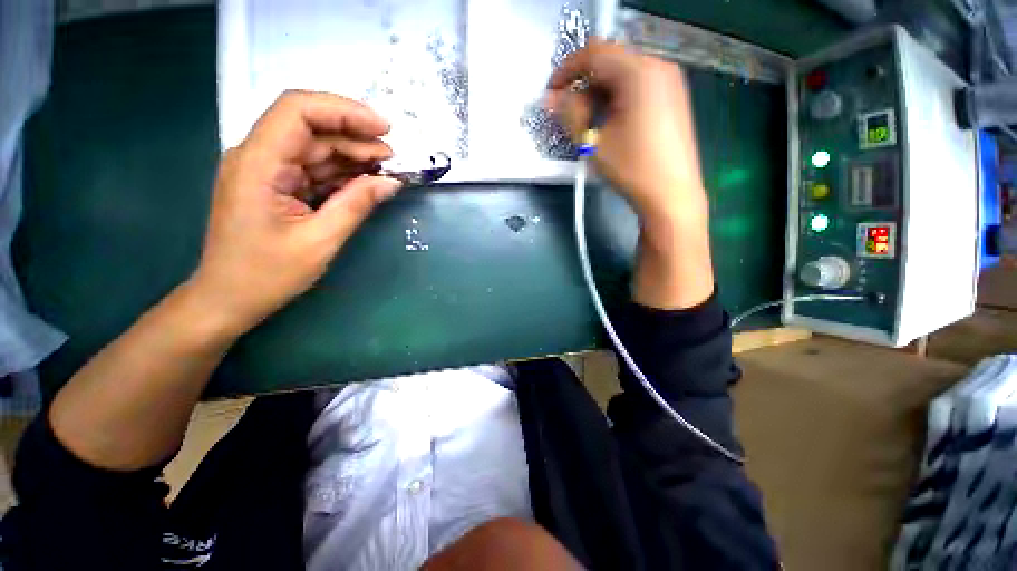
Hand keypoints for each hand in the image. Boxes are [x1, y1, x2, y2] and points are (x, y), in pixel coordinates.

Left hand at [189, 91, 401, 336]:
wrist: (228, 299)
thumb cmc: (266, 274)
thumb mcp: (320, 240)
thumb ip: (356, 205)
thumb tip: (392, 182)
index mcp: (258, 163)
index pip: (299, 111)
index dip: (344, 111)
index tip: (384, 129)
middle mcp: (258, 156)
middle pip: (311, 127)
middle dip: (355, 136)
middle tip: (393, 158)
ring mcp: (267, 170)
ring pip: (315, 147)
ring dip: (352, 154)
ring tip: (386, 169)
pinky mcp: (276, 184)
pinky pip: (313, 168)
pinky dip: (342, 172)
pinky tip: (366, 181)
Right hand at [546, 40, 706, 221]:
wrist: (671, 194)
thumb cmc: (632, 169)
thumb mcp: (594, 142)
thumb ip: (570, 114)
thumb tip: (550, 99)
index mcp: (639, 72)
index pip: (594, 54)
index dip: (566, 70)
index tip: (551, 94)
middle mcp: (658, 66)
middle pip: (609, 61)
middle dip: (583, 84)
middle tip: (568, 113)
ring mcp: (669, 80)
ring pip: (622, 74)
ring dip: (598, 93)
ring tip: (588, 122)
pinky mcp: (672, 96)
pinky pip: (637, 85)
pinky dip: (616, 97)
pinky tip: (609, 122)